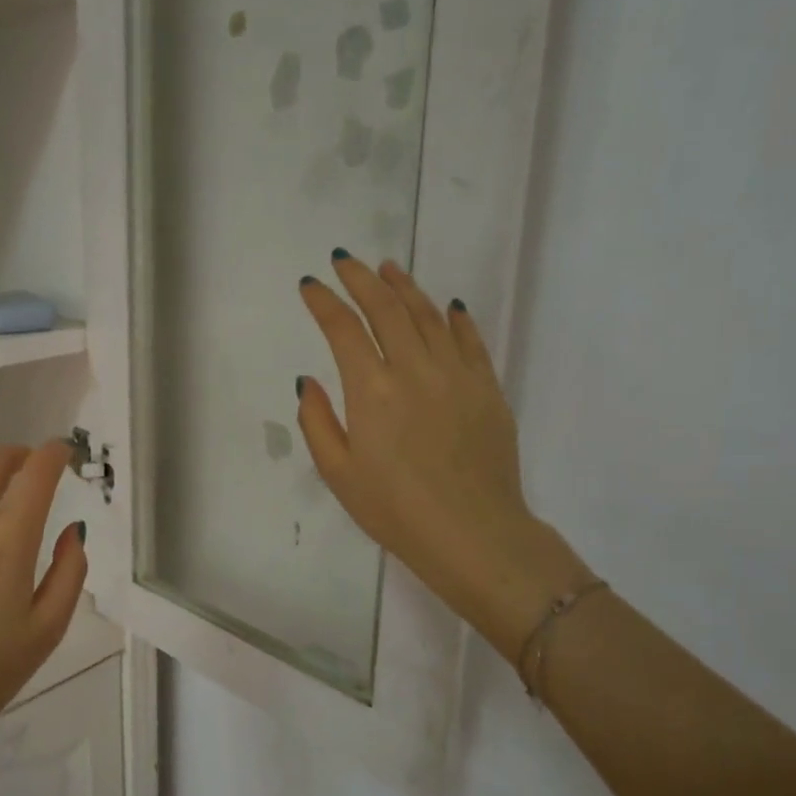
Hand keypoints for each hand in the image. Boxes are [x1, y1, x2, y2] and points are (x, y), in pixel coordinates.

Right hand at [297, 253, 588, 662]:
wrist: (473, 533)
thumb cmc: (394, 509)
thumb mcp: (337, 472)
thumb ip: (317, 421)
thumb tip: (309, 380)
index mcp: (371, 390)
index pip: (343, 328)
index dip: (324, 301)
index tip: (310, 285)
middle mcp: (413, 369)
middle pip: (385, 308)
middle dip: (360, 279)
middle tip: (345, 261)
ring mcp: (456, 374)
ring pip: (427, 315)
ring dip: (403, 287)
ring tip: (387, 269)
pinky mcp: (487, 387)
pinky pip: (469, 340)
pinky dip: (453, 317)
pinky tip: (445, 305)